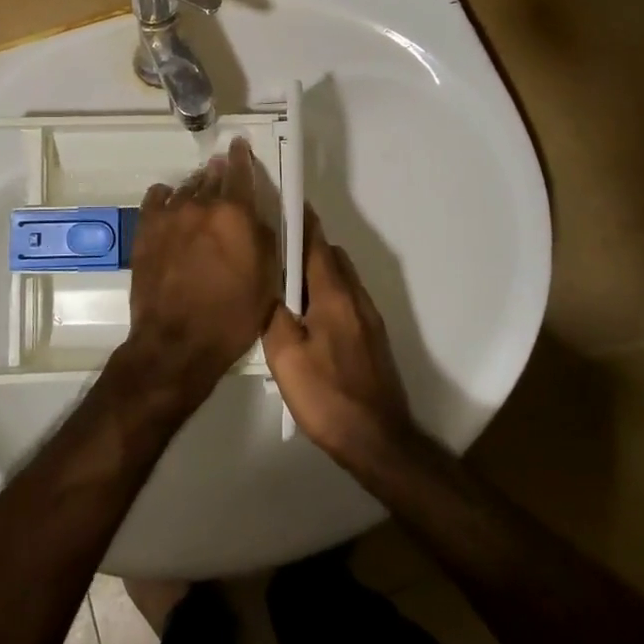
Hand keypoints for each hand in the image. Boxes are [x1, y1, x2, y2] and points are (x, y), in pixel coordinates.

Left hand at [120, 137, 282, 412]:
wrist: (176, 342)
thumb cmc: (231, 316)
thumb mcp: (266, 279)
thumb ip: (265, 238)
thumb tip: (258, 216)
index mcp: (235, 213)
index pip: (240, 171)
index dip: (241, 156)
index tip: (240, 145)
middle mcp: (201, 204)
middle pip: (211, 176)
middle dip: (219, 171)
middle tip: (222, 171)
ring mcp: (169, 215)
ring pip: (185, 188)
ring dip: (195, 187)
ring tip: (199, 193)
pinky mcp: (145, 230)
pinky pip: (156, 198)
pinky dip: (166, 197)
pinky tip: (168, 202)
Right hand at [263, 208, 415, 465]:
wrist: (378, 440)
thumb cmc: (327, 396)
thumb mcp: (285, 355)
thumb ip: (273, 312)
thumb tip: (265, 280)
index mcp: (334, 294)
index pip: (316, 242)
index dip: (299, 220)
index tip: (279, 203)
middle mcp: (356, 297)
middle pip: (330, 256)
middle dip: (303, 246)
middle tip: (270, 250)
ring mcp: (368, 318)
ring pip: (339, 278)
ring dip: (314, 271)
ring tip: (281, 284)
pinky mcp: (371, 337)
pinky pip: (345, 299)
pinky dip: (325, 293)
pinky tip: (304, 317)